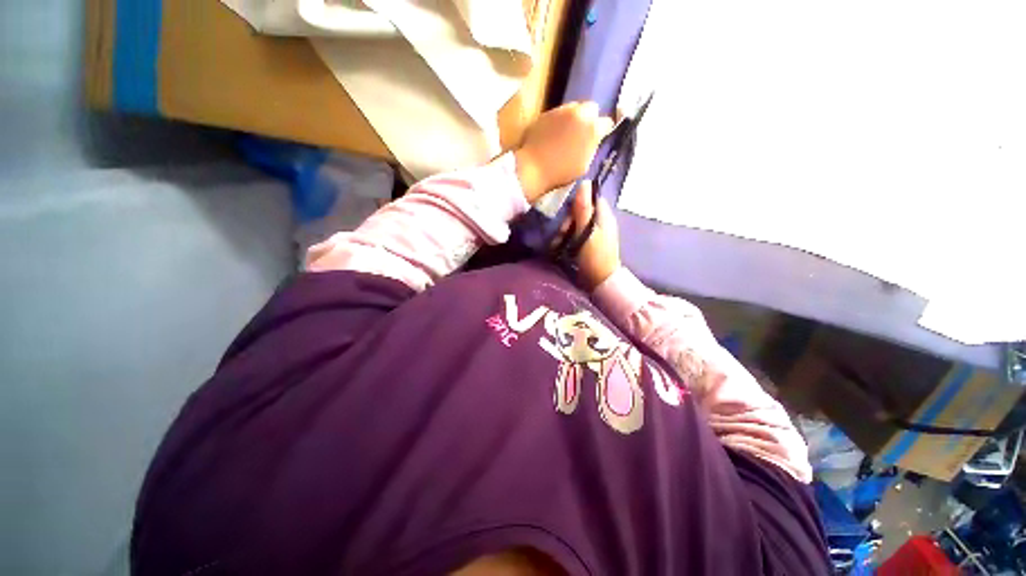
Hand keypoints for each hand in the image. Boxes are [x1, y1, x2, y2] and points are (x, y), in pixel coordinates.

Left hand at [514, 102, 613, 202]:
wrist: (532, 168)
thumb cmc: (560, 172)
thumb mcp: (584, 165)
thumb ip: (592, 147)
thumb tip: (594, 140)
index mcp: (592, 127)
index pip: (606, 123)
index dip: (603, 131)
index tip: (598, 139)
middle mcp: (578, 112)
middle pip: (590, 108)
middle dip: (588, 119)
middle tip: (582, 134)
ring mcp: (560, 110)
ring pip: (573, 108)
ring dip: (573, 118)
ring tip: (566, 134)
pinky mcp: (545, 113)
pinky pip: (557, 114)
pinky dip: (558, 122)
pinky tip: (552, 135)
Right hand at [563, 181, 621, 289]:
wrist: (600, 281)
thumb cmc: (595, 256)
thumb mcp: (586, 231)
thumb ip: (584, 209)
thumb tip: (584, 181)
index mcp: (604, 215)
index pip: (590, 198)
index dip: (578, 202)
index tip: (567, 213)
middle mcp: (601, 221)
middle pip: (581, 211)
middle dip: (569, 220)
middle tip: (562, 232)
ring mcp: (595, 233)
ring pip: (576, 223)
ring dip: (566, 231)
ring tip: (559, 242)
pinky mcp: (589, 244)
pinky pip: (576, 234)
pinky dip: (569, 238)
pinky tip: (562, 246)